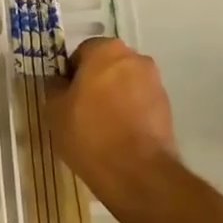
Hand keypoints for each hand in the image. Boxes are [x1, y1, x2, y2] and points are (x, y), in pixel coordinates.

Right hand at [47, 37, 176, 201]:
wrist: (138, 173)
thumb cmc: (90, 133)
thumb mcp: (55, 110)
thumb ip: (55, 88)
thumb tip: (60, 83)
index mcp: (106, 50)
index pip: (82, 53)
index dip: (71, 75)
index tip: (66, 98)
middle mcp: (135, 58)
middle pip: (107, 66)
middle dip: (95, 83)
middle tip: (81, 111)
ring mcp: (155, 82)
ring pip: (126, 85)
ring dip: (115, 98)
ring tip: (102, 128)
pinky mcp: (167, 108)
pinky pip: (140, 103)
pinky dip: (131, 113)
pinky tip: (120, 137)